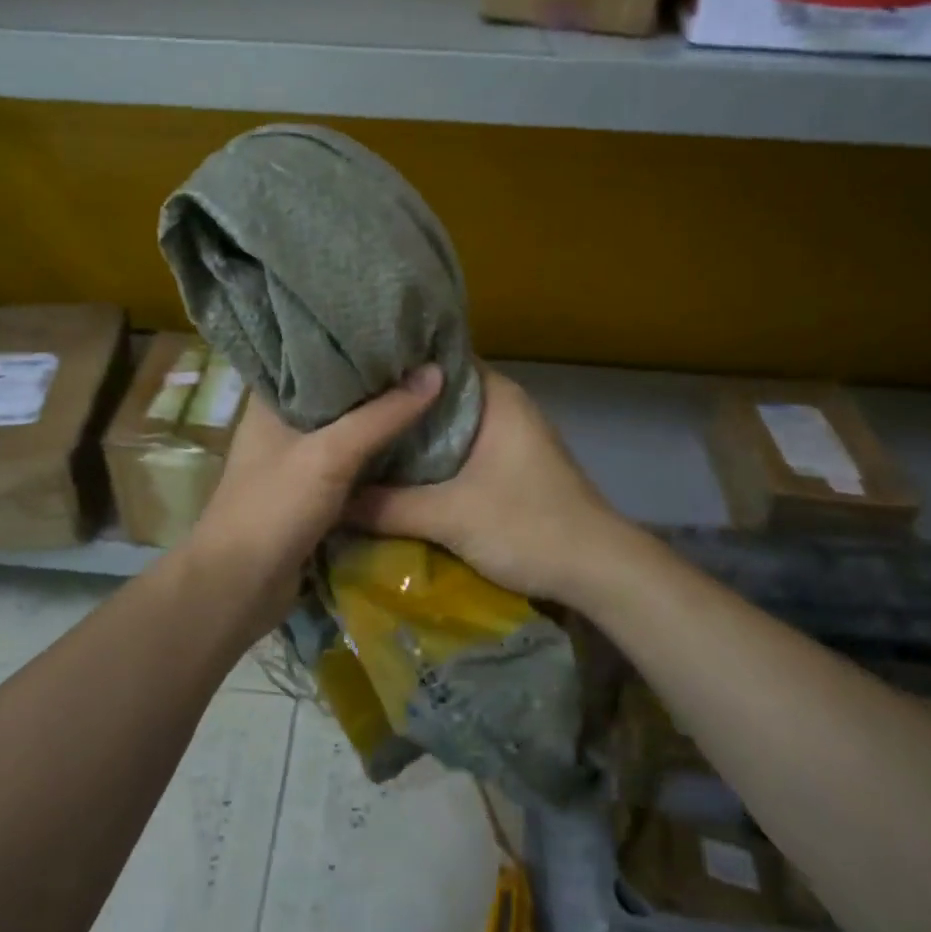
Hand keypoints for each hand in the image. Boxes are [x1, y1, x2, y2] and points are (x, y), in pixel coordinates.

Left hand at [181, 364, 444, 633]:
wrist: (240, 586)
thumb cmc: (275, 506)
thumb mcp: (331, 454)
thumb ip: (382, 415)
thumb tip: (435, 371)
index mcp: (271, 400)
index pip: (313, 353)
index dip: (352, 339)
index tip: (395, 325)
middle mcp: (281, 423)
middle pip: (335, 392)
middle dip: (374, 379)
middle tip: (422, 356)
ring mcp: (295, 458)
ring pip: (344, 428)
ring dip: (377, 417)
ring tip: (425, 388)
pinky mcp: (309, 491)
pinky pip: (349, 461)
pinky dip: (374, 452)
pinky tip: (410, 439)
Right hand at [345, 367, 626, 604]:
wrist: (599, 571)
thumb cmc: (529, 526)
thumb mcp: (451, 517)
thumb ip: (388, 506)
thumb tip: (331, 499)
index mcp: (496, 395)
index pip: (436, 360)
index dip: (394, 364)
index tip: (350, 370)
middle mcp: (503, 405)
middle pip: (438, 394)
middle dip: (395, 404)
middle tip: (344, 407)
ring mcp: (508, 436)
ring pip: (447, 424)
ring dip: (411, 434)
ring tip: (358, 434)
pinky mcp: (507, 465)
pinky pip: (458, 448)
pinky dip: (430, 456)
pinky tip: (394, 468)